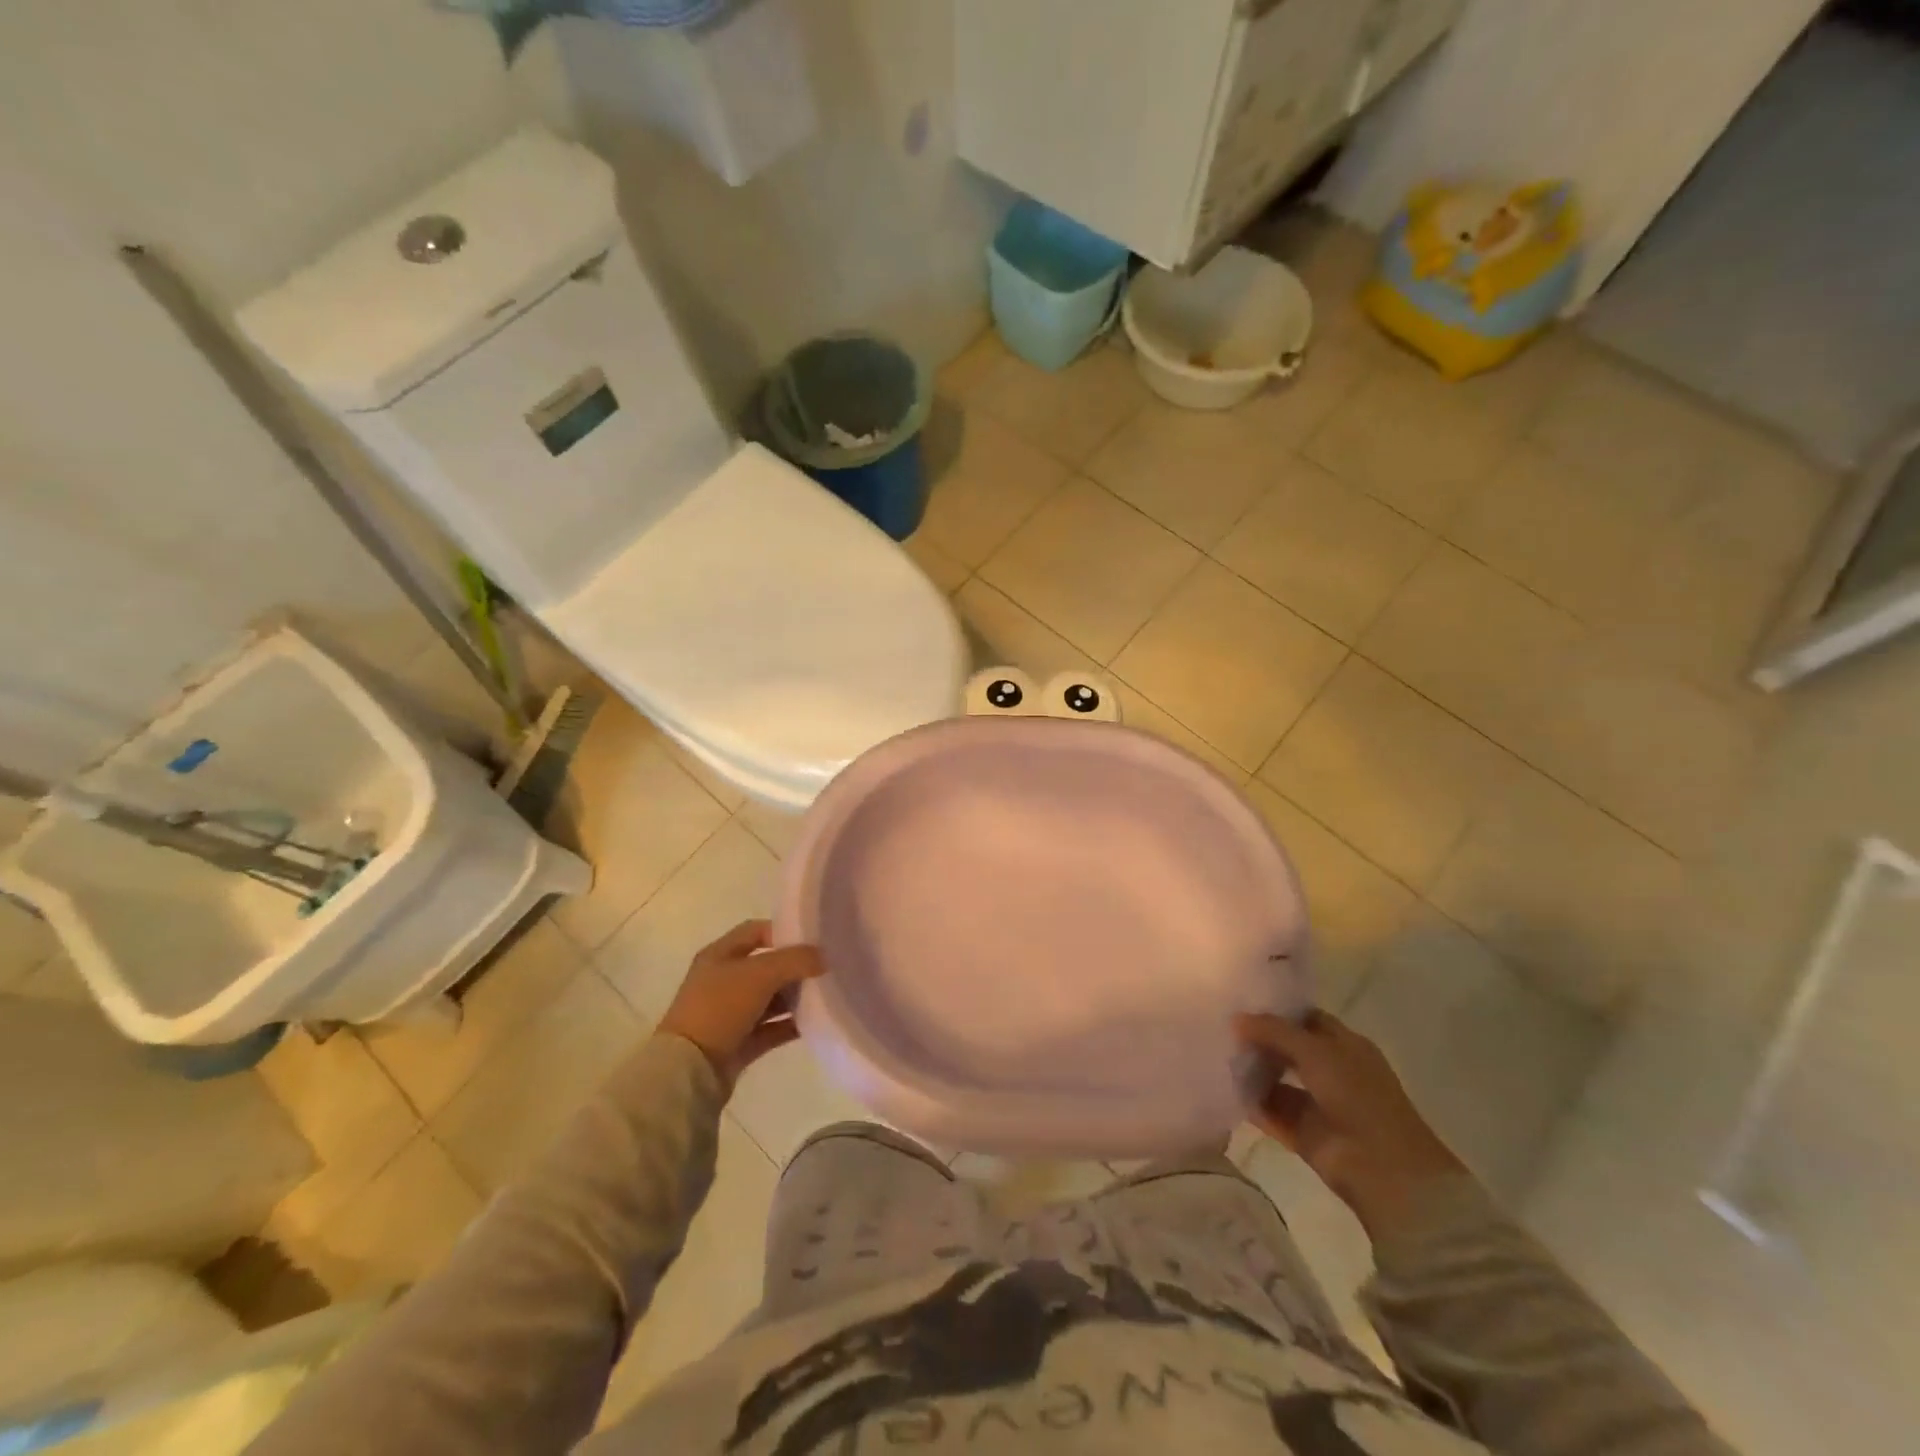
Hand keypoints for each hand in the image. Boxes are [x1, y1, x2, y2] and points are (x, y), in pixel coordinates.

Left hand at [658, 920, 824, 1090]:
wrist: (689, 1070)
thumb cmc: (720, 1008)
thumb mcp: (760, 974)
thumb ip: (796, 960)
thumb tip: (824, 957)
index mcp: (719, 955)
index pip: (755, 931)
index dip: (782, 931)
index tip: (812, 940)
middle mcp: (723, 980)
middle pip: (766, 966)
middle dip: (795, 966)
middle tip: (826, 968)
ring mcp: (730, 1014)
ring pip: (771, 998)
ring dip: (795, 997)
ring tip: (827, 994)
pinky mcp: (739, 1043)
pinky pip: (772, 1028)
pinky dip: (791, 1024)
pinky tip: (816, 1022)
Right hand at [1235, 1010, 1464, 1240]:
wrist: (1383, 1169)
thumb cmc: (1357, 1096)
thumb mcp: (1316, 1051)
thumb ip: (1274, 1031)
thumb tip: (1236, 1019)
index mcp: (1346, 1046)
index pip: (1306, 1019)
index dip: (1277, 1011)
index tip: (1240, 1002)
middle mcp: (1333, 1072)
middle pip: (1289, 1050)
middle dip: (1259, 1041)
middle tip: (1221, 1028)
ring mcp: (1319, 1105)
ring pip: (1278, 1081)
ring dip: (1252, 1072)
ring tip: (1216, 1055)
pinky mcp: (1304, 1134)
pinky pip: (1271, 1112)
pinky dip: (1251, 1103)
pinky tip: (1223, 1089)